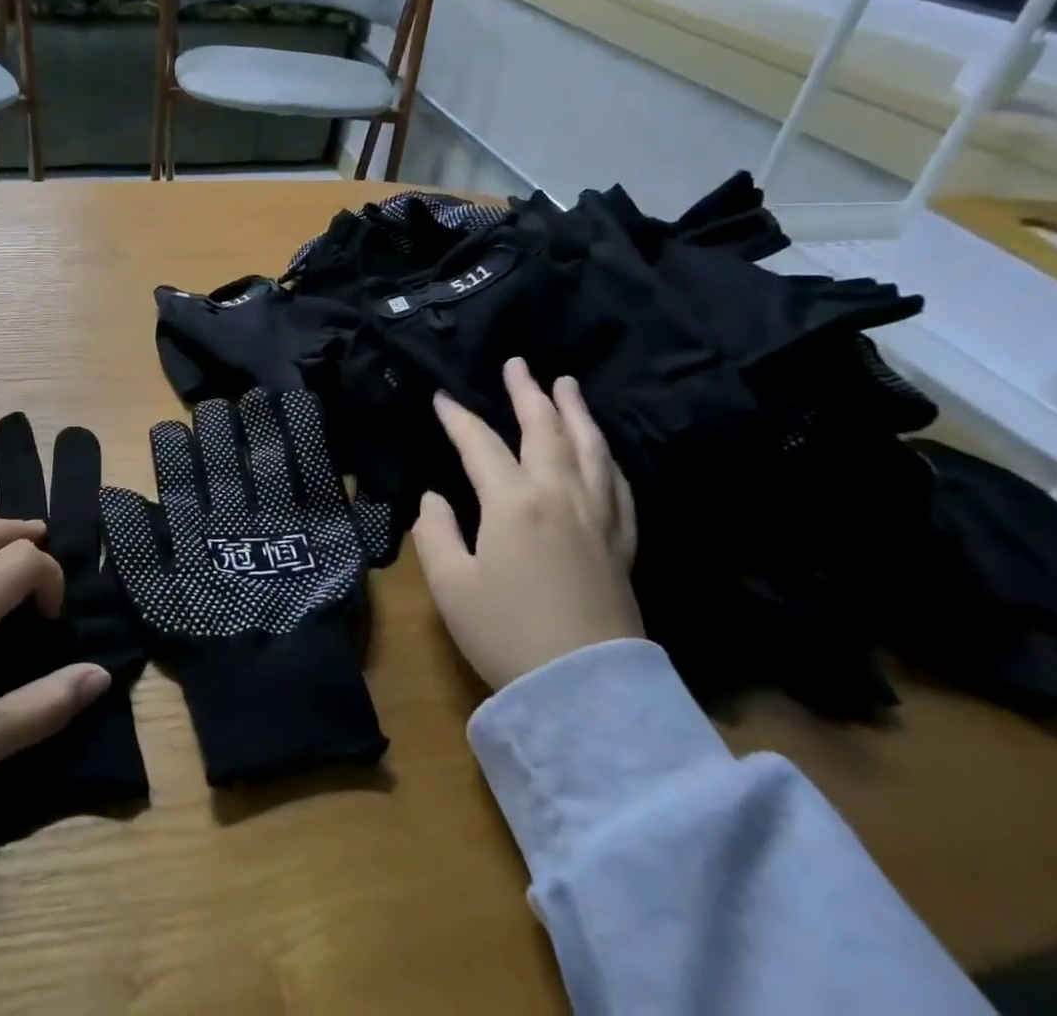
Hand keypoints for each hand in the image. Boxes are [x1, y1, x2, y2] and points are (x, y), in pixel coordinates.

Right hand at [412, 358, 642, 690]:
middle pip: (545, 430)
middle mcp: (560, 496)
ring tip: (566, 385)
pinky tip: (601, 449)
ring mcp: (598, 518)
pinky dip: (605, 455)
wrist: (586, 692)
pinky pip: (616, 484)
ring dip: (575, 412)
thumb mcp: (451, 585)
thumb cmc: (507, 634)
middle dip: (527, 393)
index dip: (457, 418)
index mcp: (513, 503)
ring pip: (590, 449)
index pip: (480, 444)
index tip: (441, 398)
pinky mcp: (621, 543)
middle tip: (518, 364)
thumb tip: (435, 499)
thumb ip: (435, 532)